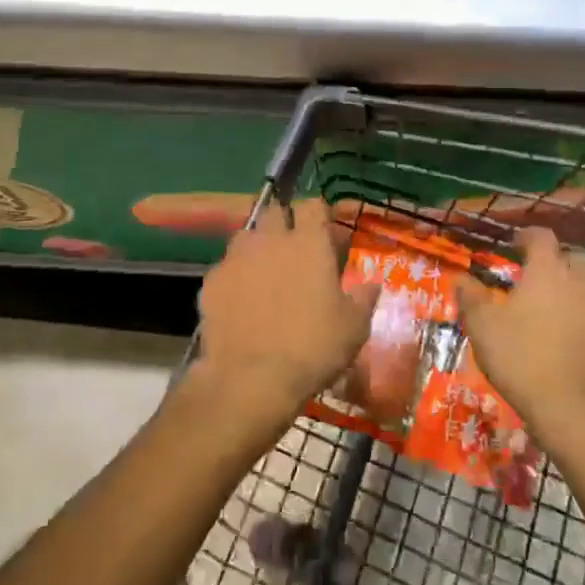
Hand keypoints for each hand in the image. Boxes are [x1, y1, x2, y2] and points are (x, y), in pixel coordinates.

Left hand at [192, 199, 376, 422]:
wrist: (251, 379)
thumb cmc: (312, 348)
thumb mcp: (354, 328)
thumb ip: (363, 298)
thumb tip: (373, 283)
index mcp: (308, 243)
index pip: (313, 205)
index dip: (319, 214)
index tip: (325, 232)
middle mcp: (270, 240)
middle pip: (275, 212)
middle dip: (284, 224)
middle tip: (294, 251)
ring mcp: (236, 258)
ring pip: (246, 237)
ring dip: (257, 248)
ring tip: (265, 274)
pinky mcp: (211, 281)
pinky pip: (225, 268)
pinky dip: (234, 278)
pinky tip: (240, 303)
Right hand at [457, 228, 584, 439]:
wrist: (573, 408)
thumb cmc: (521, 357)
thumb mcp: (482, 325)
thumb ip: (470, 296)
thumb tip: (461, 277)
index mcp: (547, 270)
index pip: (542, 237)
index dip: (527, 236)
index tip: (514, 243)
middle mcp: (577, 282)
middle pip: (572, 257)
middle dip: (554, 259)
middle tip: (533, 273)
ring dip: (569, 286)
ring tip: (547, 303)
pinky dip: (579, 313)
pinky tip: (562, 332)